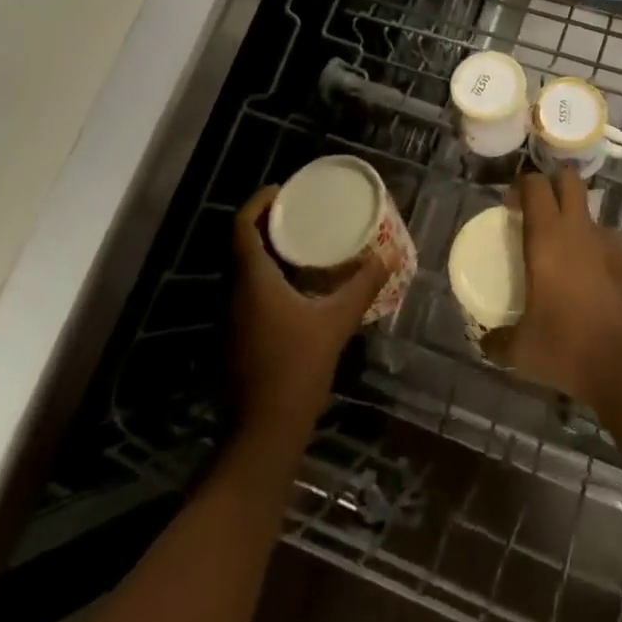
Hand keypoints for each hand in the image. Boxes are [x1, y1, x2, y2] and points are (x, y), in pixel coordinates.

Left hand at [232, 186, 384, 432]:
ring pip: (243, 269)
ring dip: (266, 249)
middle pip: (241, 244)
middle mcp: (234, 294)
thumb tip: (390, 255)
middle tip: (299, 210)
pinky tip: (296, 282)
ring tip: (301, 239)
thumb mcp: (337, 321)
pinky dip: (267, 275)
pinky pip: (247, 291)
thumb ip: (362, 285)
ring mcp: (232, 318)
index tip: (282, 189)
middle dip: (266, 223)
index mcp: (252, 281)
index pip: (242, 227)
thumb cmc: (297, 368)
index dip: (258, 202)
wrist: (264, 433)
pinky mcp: (236, 337)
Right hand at [505, 170, 621, 407]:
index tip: (510, 205)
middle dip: (553, 184)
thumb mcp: (522, 351)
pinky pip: (607, 243)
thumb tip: (486, 342)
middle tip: (538, 211)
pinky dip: (595, 252)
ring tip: (564, 256)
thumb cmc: (567, 348)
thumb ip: (498, 341)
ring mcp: (610, 243)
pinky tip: (590, 283)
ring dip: (575, 222)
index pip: (535, 185)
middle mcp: (579, 229)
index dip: (521, 186)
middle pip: (569, 179)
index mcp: (548, 238)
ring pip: (590, 213)